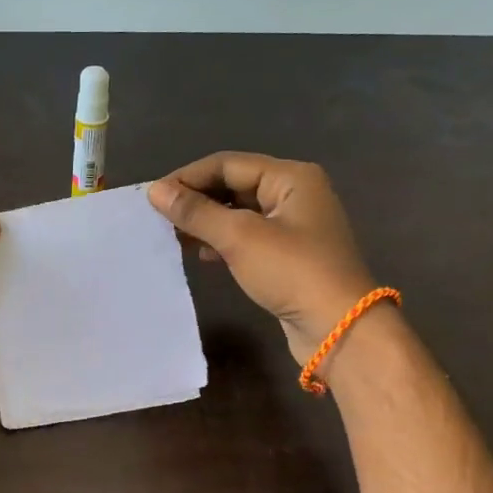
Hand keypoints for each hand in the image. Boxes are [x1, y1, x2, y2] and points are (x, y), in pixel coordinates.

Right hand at [149, 153, 377, 367]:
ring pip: (238, 213)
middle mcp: (294, 194)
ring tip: (174, 237)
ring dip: (206, 222)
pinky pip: (247, 237)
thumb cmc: (292, 272)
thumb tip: (155, 191)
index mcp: (290, 177)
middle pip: (234, 185)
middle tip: (159, 219)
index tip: (152, 198)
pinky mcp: (288, 255)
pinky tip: (202, 255)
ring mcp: (293, 226)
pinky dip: (222, 241)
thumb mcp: (239, 237)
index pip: (227, 164)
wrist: (339, 328)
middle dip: (197, 200)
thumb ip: (196, 212)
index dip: (188, 177)